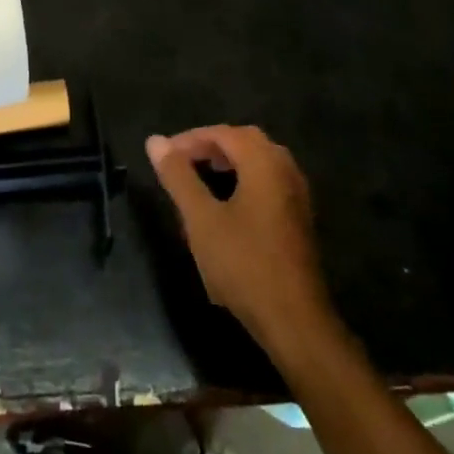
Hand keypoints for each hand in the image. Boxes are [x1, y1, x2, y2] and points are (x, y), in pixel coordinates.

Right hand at [146, 125, 333, 352]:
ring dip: (227, 163)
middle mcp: (285, 169)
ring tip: (197, 179)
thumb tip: (155, 140)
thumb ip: (178, 177)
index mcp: (264, 162)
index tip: (163, 155)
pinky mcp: (298, 217)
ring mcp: (296, 194)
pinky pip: (267, 181)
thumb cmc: (243, 264)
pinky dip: (243, 180)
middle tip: (180, 162)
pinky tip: (225, 204)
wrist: (294, 320)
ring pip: (258, 162)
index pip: (223, 133)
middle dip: (209, 147)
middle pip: (244, 142)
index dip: (189, 139)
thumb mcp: (201, 219)